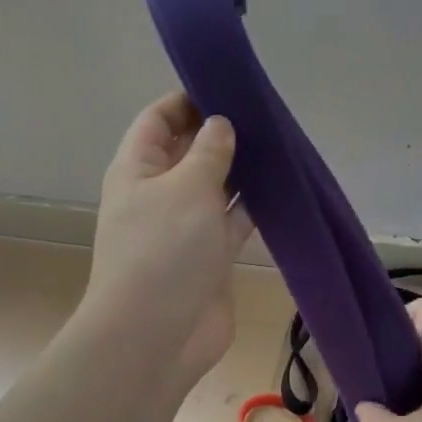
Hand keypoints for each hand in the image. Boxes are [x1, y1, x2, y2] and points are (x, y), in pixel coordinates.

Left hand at [80, 91, 253, 384]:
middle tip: (265, 114)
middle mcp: (159, 193)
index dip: (188, 99)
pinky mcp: (210, 257)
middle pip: (190, 151)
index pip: (158, 119)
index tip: (228, 85)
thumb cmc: (163, 251)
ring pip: (216, 187)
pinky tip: (283, 189)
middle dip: (222, 132)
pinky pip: (234, 221)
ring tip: (280, 144)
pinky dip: (254, 207)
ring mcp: (185, 228)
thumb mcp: (186, 187)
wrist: (156, 336)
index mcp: (138, 169)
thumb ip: (209, 152)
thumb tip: (221, 124)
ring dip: (242, 170)